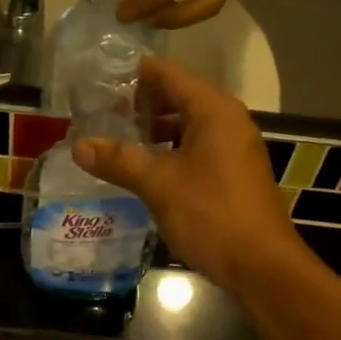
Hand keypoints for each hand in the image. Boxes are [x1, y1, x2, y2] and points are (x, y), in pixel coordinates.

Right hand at [72, 56, 305, 290]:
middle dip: (140, 104)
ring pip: (186, 126)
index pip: (168, 74)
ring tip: (115, 139)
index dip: (133, 74)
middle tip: (99, 112)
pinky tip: (143, 168)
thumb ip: (119, 160)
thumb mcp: (159, 184)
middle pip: (178, 97)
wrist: (261, 265)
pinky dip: (169, 151)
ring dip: (153, 130)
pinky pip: (195, 148)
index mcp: (213, 110)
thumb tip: (79, 146)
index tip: (98, 78)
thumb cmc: (211, 214)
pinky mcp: (232, 173)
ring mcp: (233, 148)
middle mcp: (227, 120)